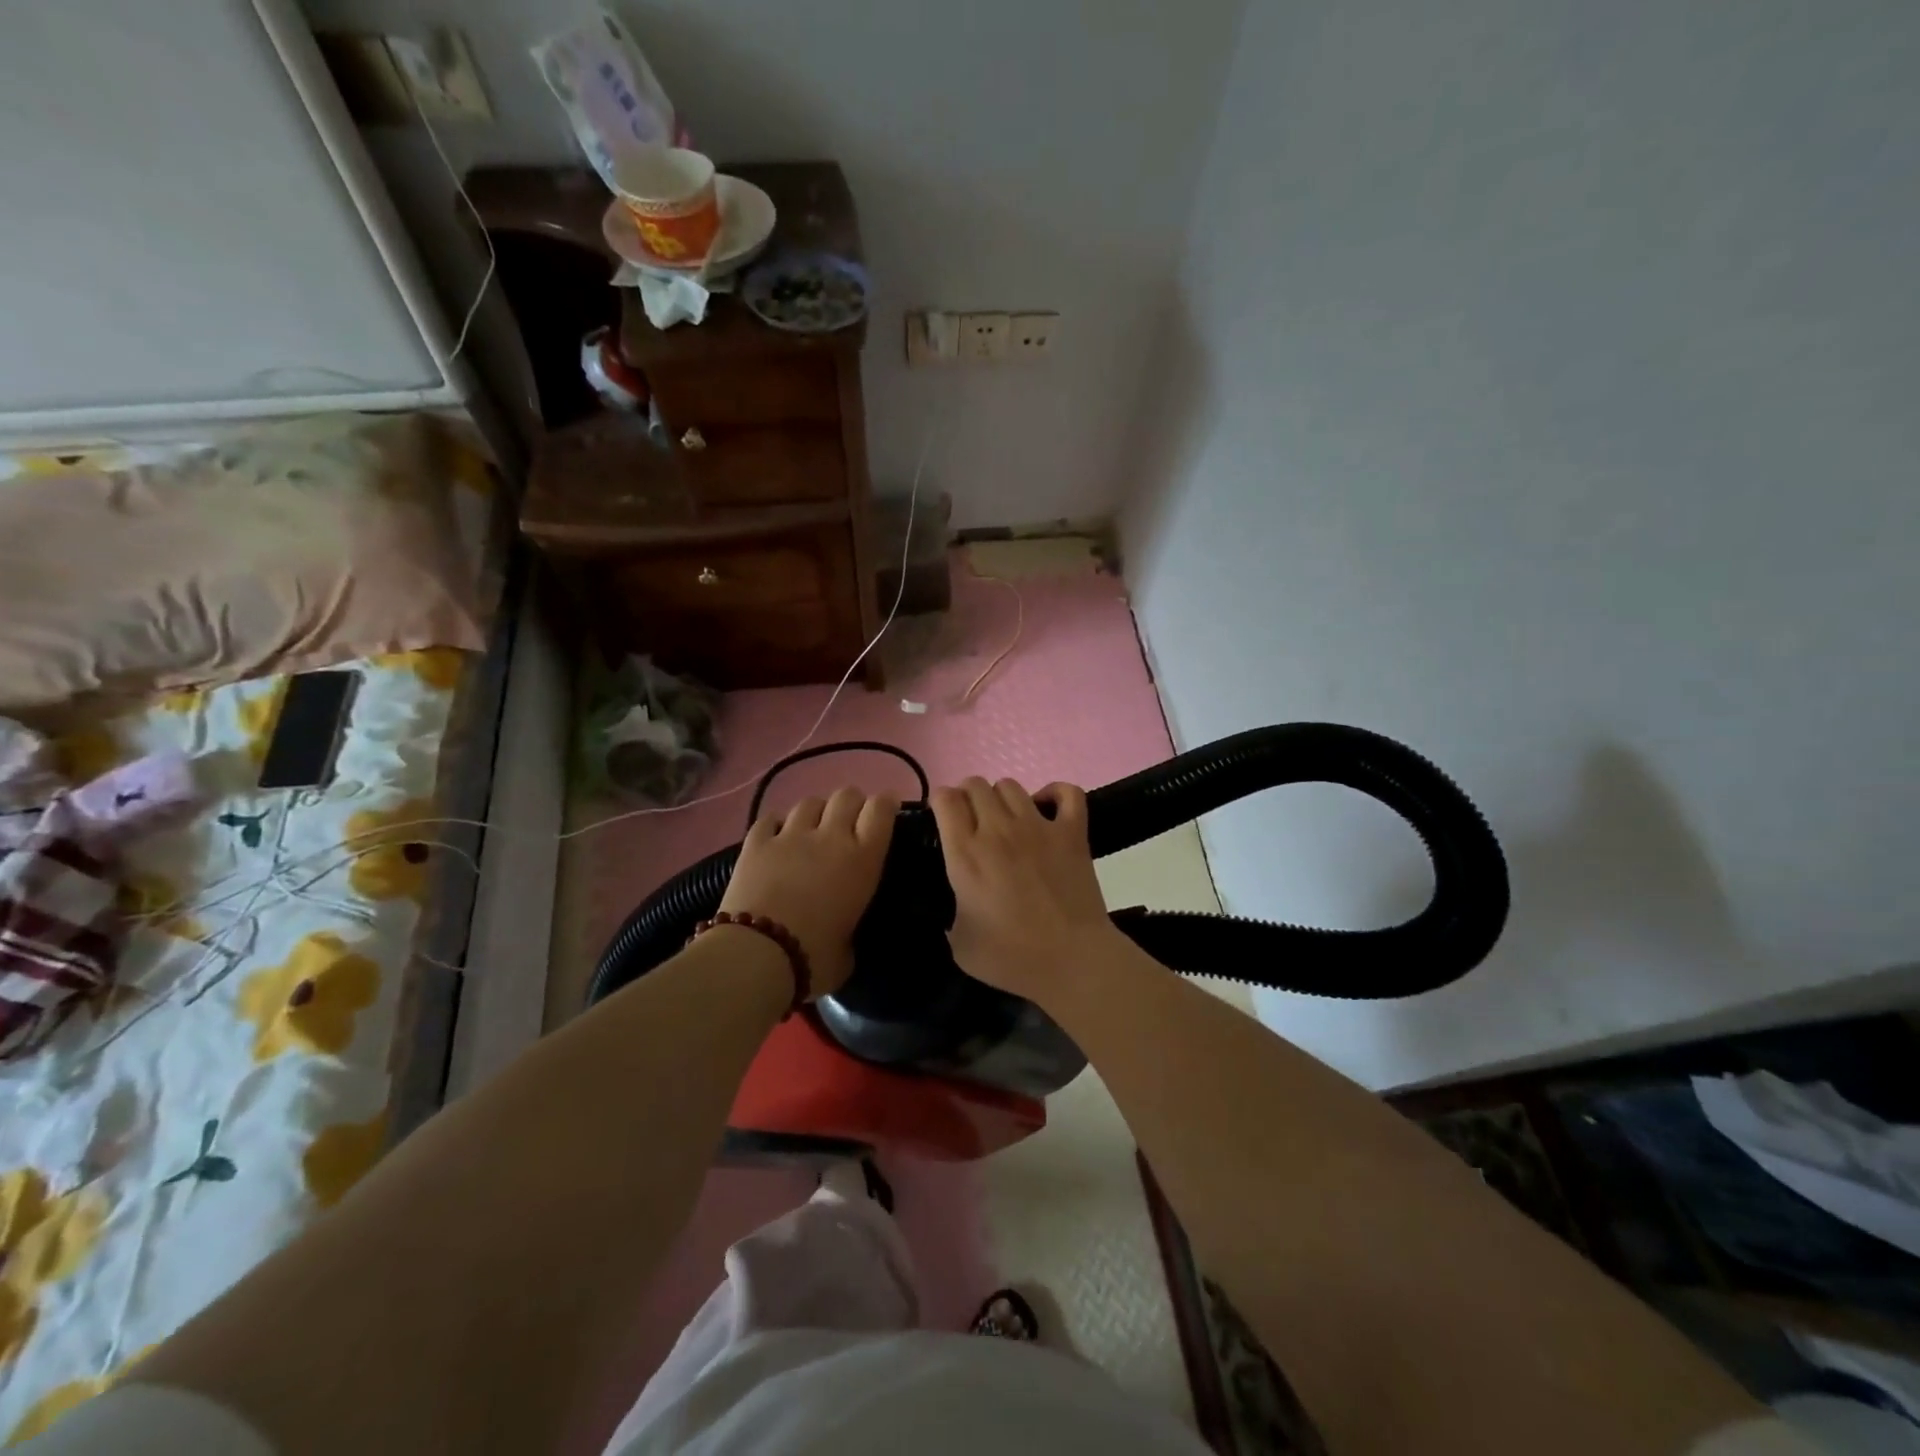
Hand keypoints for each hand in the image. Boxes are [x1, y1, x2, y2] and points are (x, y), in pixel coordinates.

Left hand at [718, 786, 898, 997]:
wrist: (757, 955)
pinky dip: (777, 824)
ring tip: (812, 828)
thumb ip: (850, 930)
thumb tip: (842, 935)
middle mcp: (830, 837)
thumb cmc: (814, 958)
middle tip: (850, 821)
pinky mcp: (755, 843)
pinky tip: (777, 836)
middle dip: (852, 803)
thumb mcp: (849, 950)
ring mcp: (790, 836)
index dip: (886, 803)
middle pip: (847, 795)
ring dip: (816, 811)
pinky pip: (770, 819)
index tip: (887, 807)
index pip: (881, 810)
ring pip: (809, 802)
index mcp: (862, 859)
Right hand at [930, 777, 1117, 1002]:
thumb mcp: (960, 944)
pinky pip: (1067, 792)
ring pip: (1011, 785)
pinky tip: (1047, 808)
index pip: (946, 799)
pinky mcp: (1072, 832)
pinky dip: (1055, 793)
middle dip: (967, 796)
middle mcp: (998, 829)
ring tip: (1006, 818)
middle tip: (972, 820)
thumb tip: (958, 903)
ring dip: (1001, 797)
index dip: (939, 800)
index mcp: (966, 854)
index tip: (941, 816)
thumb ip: (950, 915)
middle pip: (976, 785)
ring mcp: (1038, 826)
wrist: (1072, 961)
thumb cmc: (1012, 958)